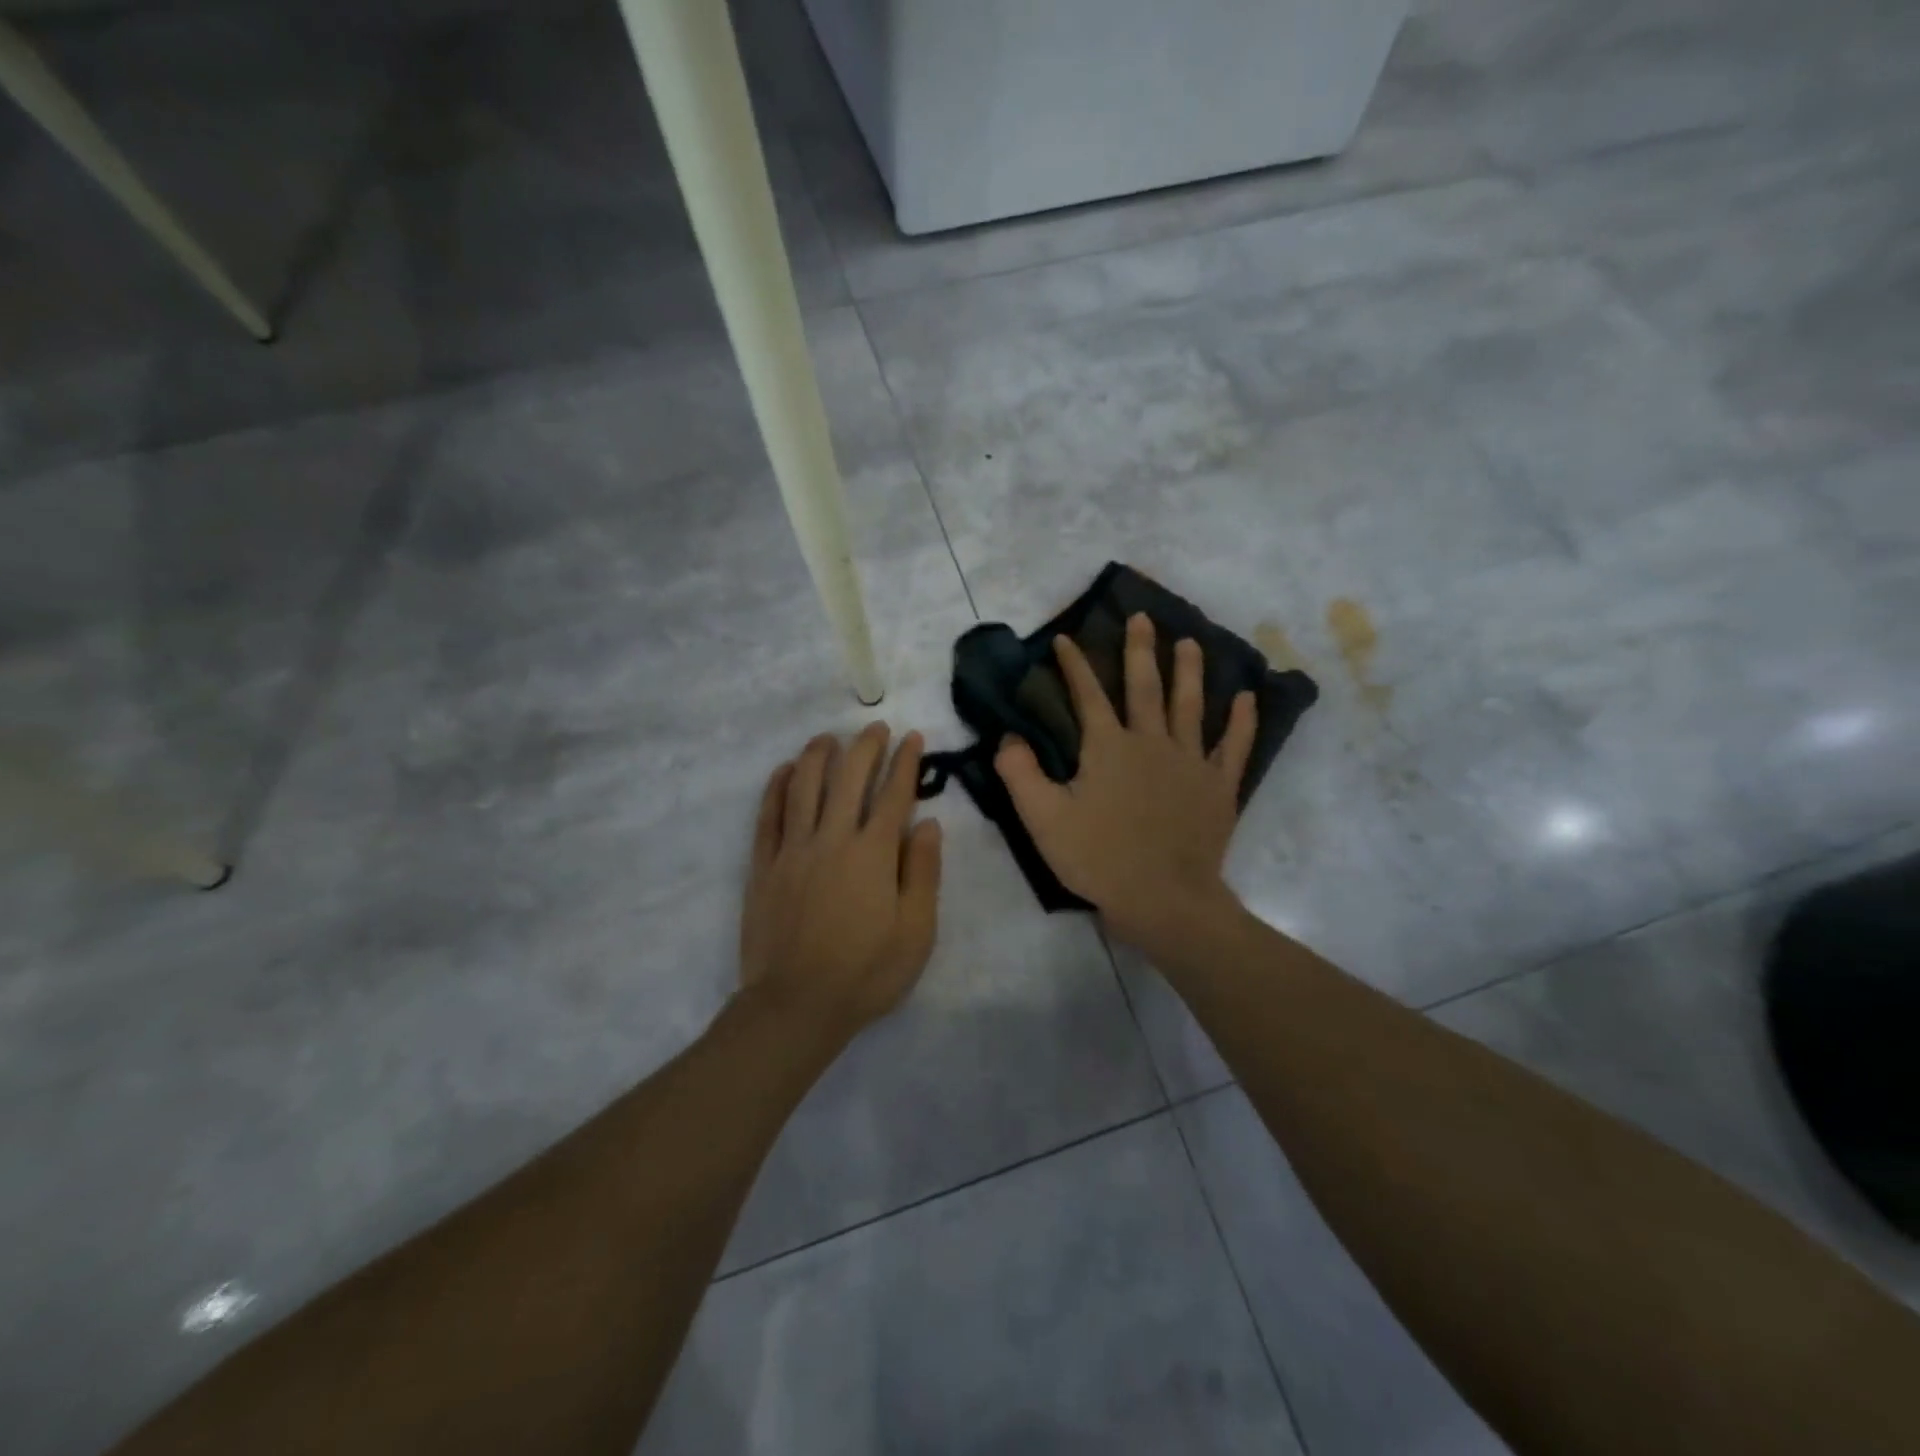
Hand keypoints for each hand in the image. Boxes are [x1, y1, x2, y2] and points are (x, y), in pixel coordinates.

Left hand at [739, 724, 942, 1046]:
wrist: (796, 1006)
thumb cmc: (866, 973)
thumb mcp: (916, 932)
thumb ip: (923, 873)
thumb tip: (928, 824)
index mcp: (873, 855)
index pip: (893, 795)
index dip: (905, 762)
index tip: (912, 737)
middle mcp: (832, 840)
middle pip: (848, 779)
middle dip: (865, 747)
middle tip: (875, 727)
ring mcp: (793, 850)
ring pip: (804, 787)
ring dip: (818, 756)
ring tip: (828, 737)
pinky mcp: (764, 866)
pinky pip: (769, 816)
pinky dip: (777, 788)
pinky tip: (785, 770)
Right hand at [996, 614, 1255, 954]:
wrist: (1164, 899)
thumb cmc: (1099, 859)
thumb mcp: (1043, 819)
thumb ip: (1020, 774)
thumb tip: (1008, 736)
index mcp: (1108, 747)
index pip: (1087, 695)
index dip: (1074, 665)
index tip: (1065, 638)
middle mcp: (1151, 742)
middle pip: (1145, 687)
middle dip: (1140, 650)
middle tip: (1143, 617)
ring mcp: (1191, 761)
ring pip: (1190, 706)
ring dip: (1189, 671)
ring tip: (1190, 642)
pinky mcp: (1218, 786)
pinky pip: (1235, 746)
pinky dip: (1242, 720)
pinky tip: (1245, 697)